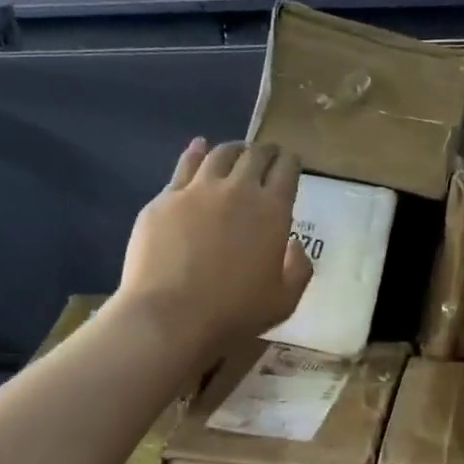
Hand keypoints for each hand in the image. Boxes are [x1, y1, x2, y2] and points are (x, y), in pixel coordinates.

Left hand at [119, 139, 313, 353]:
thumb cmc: (234, 313)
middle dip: (265, 151)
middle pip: (255, 155)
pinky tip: (198, 147)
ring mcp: (197, 189)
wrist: (170, 316)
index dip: (291, 162)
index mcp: (272, 211)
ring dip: (233, 149)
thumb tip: (294, 244)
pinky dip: (195, 152)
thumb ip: (298, 268)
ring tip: (236, 152)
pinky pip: (184, 165)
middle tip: (267, 154)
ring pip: (219, 154)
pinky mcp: (165, 198)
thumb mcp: (284, 300)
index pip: (287, 171)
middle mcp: (237, 189)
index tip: (292, 162)